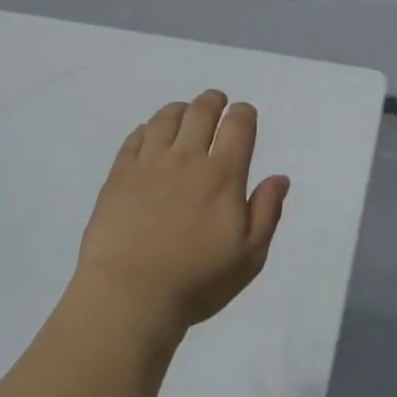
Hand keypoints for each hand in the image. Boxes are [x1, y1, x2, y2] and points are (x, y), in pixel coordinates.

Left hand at [71, 90, 290, 343]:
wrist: (129, 296)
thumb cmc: (196, 281)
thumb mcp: (249, 256)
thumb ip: (266, 212)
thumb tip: (279, 178)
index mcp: (222, 176)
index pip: (237, 126)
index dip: (244, 113)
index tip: (244, 114)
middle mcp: (186, 159)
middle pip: (200, 112)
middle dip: (213, 101)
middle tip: (216, 101)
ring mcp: (147, 165)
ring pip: (165, 119)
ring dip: (179, 109)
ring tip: (184, 112)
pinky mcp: (118, 177)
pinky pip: (133, 140)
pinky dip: (145, 129)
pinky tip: (148, 134)